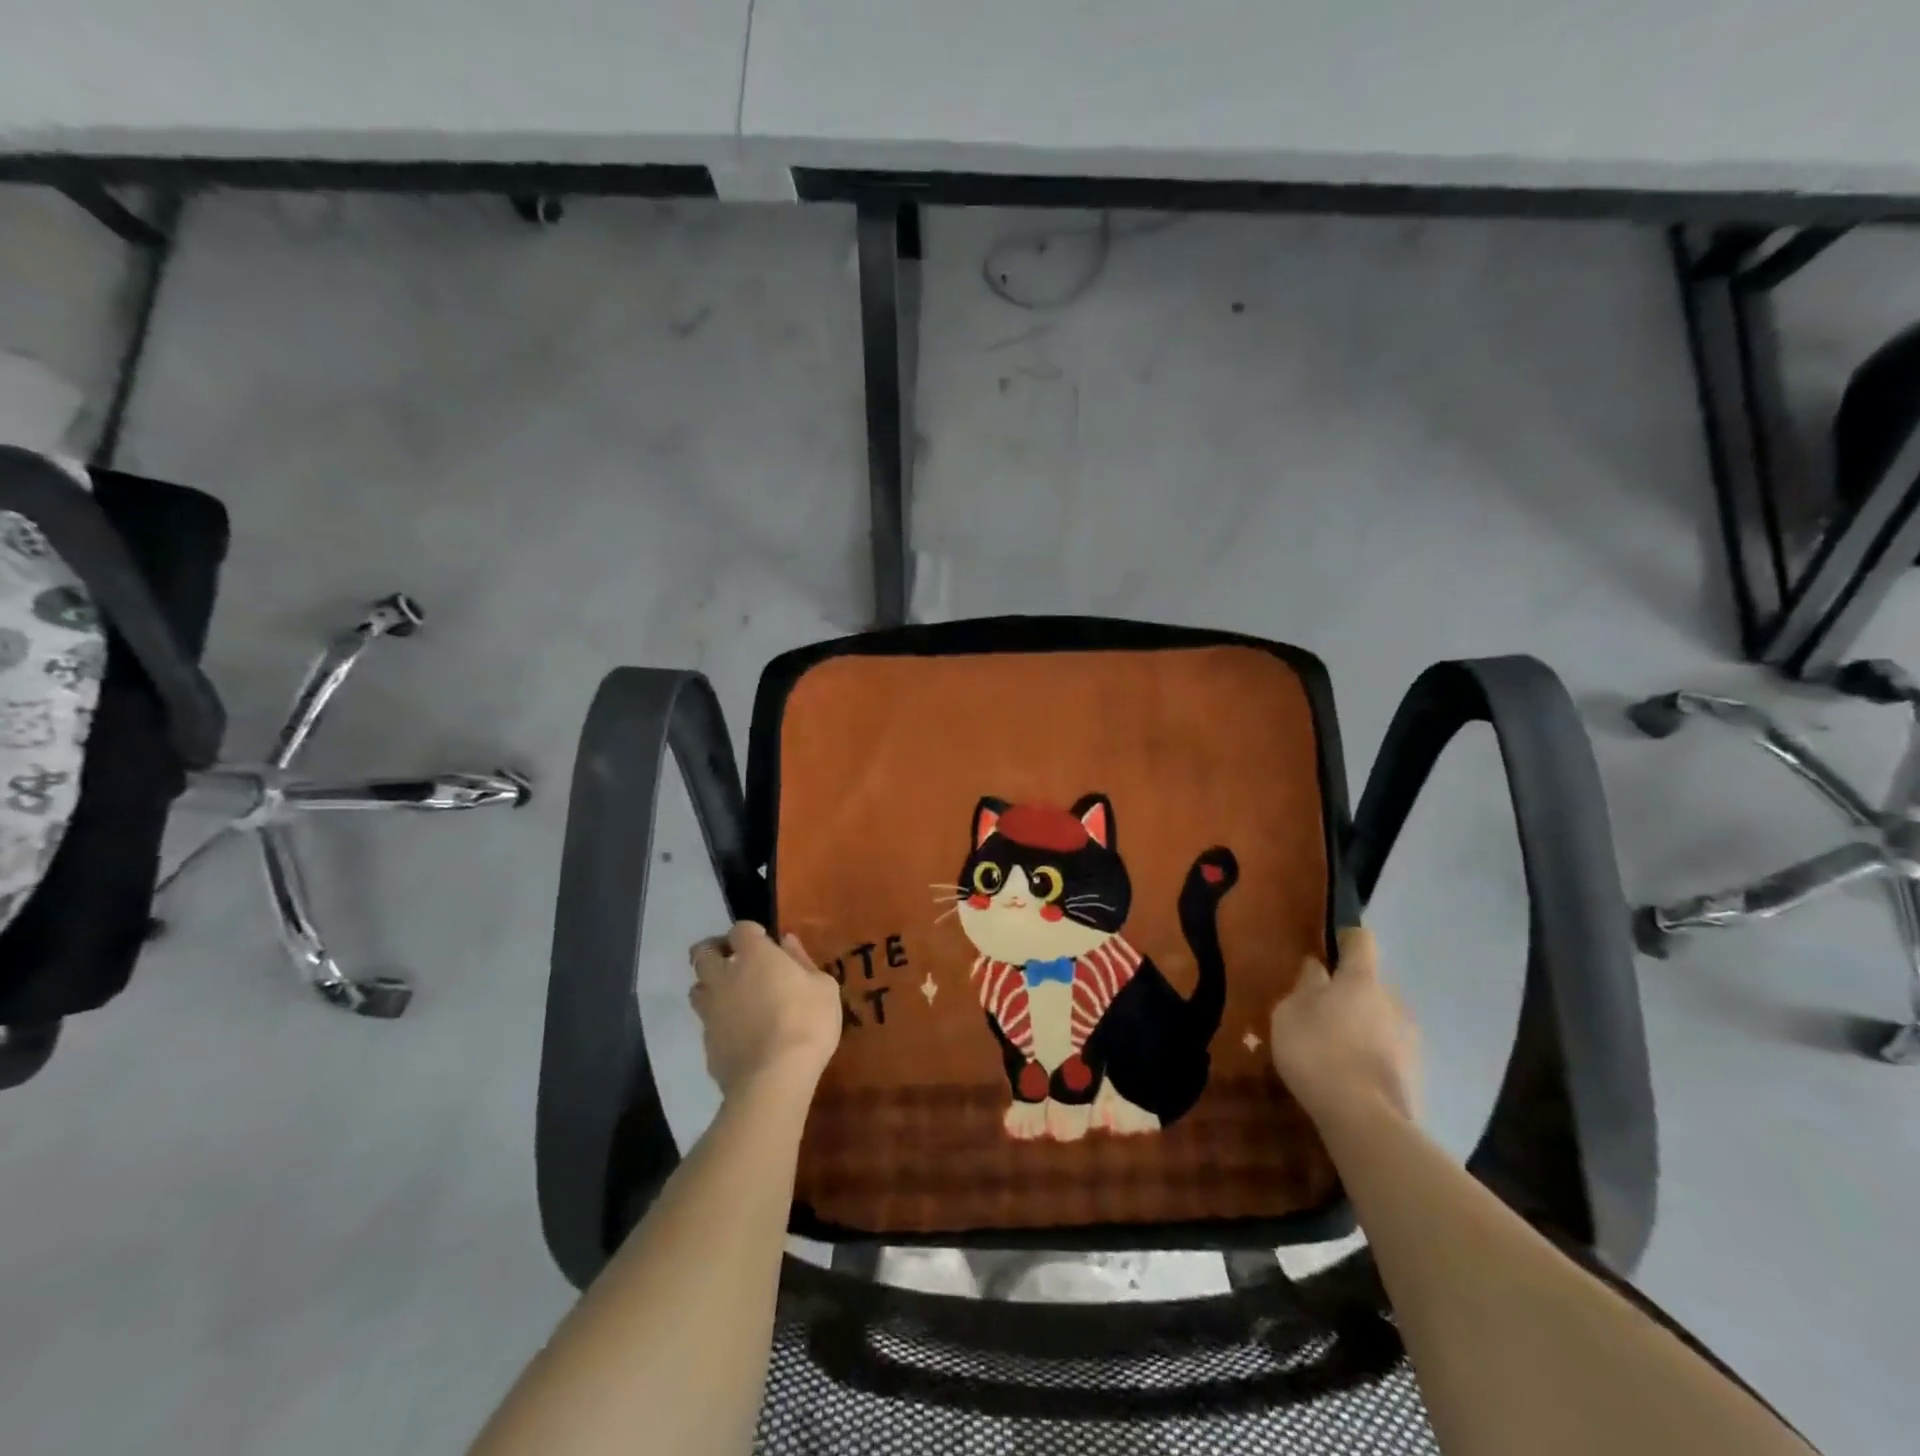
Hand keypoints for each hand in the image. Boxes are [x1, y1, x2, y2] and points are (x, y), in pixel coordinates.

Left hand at [689, 922, 842, 1096]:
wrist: (775, 1077)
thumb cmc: (807, 1021)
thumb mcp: (823, 986)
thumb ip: (801, 960)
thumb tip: (786, 942)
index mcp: (754, 955)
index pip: (740, 929)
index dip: (750, 933)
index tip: (764, 941)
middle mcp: (724, 976)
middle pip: (703, 953)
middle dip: (715, 952)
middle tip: (735, 962)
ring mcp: (711, 1011)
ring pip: (697, 989)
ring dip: (710, 987)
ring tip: (731, 997)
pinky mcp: (706, 1043)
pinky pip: (706, 1023)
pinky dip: (718, 1021)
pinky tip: (737, 1032)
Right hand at [1269, 927, 1418, 1129]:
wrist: (1364, 1119)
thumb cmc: (1317, 1051)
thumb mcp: (1290, 1013)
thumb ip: (1305, 986)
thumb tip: (1318, 968)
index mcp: (1361, 979)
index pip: (1361, 941)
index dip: (1345, 938)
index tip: (1330, 946)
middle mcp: (1393, 1000)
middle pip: (1371, 984)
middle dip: (1350, 991)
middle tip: (1322, 1009)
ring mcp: (1410, 1037)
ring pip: (1382, 1017)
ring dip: (1363, 1024)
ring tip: (1336, 1046)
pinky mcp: (1416, 1072)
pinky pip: (1389, 1049)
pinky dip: (1372, 1053)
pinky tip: (1351, 1072)